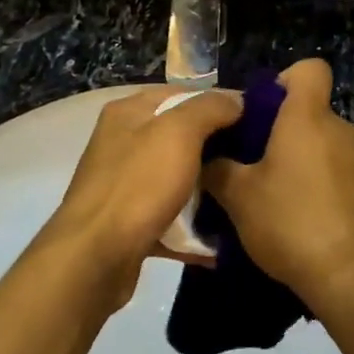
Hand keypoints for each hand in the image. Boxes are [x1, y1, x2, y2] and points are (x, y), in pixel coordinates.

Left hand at [41, 87, 242, 309]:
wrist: (94, 258)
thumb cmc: (138, 185)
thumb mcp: (179, 133)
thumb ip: (210, 108)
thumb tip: (237, 101)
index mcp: (129, 112)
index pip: (183, 95)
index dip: (220, 105)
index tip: (258, 123)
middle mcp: (123, 143)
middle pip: (181, 137)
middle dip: (218, 149)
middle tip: (256, 162)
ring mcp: (125, 184)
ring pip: (178, 179)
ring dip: (209, 191)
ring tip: (246, 199)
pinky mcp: (130, 223)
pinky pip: (171, 218)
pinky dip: (194, 228)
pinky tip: (224, 239)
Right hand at [201, 60, 353, 309]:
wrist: (352, 279)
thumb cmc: (290, 222)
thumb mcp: (237, 197)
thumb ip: (217, 169)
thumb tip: (208, 159)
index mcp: (308, 118)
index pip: (310, 69)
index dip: (285, 80)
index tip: (262, 110)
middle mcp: (341, 131)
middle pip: (311, 112)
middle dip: (283, 131)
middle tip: (254, 163)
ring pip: (325, 145)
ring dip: (303, 160)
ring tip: (277, 197)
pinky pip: (341, 174)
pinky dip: (322, 186)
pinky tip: (304, 220)